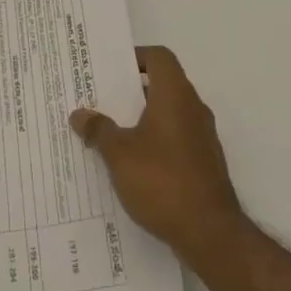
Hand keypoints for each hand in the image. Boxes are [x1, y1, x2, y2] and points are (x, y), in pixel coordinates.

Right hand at [70, 46, 245, 265]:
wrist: (211, 234)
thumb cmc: (162, 181)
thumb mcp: (119, 154)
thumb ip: (99, 130)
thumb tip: (79, 114)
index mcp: (175, 95)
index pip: (159, 57)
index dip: (136, 57)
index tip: (110, 69)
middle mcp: (193, 109)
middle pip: (163, 84)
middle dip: (132, 90)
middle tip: (101, 98)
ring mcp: (202, 137)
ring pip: (169, 113)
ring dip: (142, 117)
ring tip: (110, 130)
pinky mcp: (205, 163)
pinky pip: (176, 138)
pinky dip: (155, 140)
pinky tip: (132, 163)